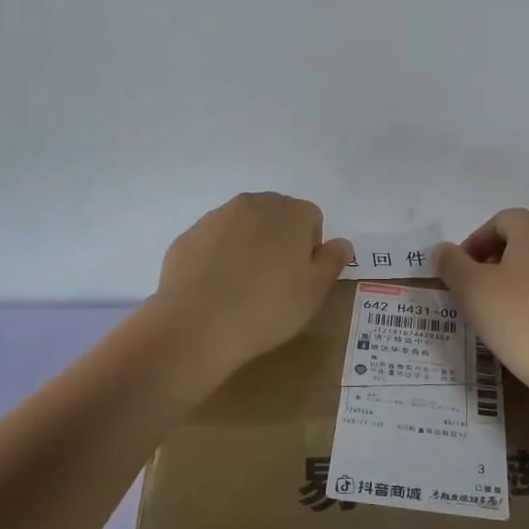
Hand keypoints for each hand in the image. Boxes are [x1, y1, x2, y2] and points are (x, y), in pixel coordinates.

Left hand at [153, 192, 352, 379]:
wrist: (197, 324)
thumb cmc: (268, 307)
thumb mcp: (314, 292)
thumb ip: (332, 261)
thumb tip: (341, 243)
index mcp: (290, 212)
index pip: (311, 218)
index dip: (310, 248)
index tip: (301, 279)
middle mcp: (252, 204)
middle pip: (275, 216)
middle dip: (279, 241)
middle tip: (275, 283)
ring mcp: (215, 218)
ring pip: (242, 227)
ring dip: (248, 247)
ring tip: (243, 289)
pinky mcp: (187, 237)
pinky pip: (213, 243)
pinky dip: (218, 258)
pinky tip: (216, 291)